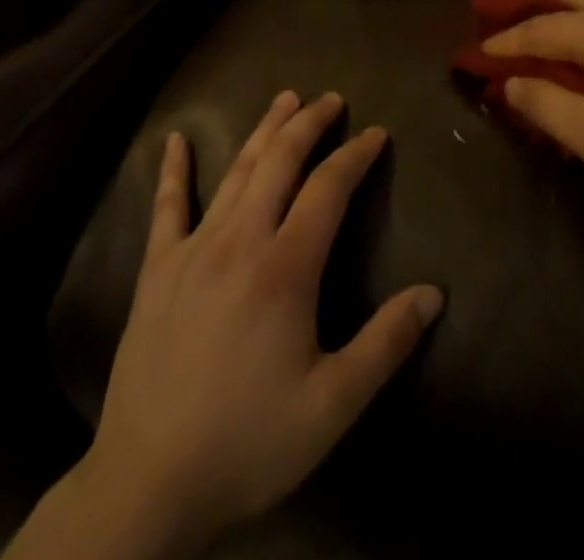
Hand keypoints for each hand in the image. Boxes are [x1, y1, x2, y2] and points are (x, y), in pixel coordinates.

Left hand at [56, 93, 442, 558]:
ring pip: (235, 172)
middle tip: (331, 99)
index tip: (376, 133)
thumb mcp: (332, 406)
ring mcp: (194, 250)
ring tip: (284, 99)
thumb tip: (434, 294)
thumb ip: (385, 344)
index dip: (355, 155)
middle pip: (280, 162)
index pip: (328, 189)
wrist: (149, 483)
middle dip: (309, 124)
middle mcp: (240, 241)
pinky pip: (167, 208)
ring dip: (262, 130)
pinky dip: (173, 170)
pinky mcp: (158, 269)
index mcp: (285, 268)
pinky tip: (175, 139)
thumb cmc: (248, 442)